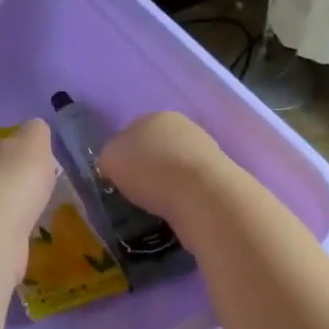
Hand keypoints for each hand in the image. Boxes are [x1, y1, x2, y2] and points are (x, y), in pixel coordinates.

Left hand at [0, 119, 57, 234]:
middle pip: (0, 173)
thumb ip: (36, 133)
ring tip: (35, 210)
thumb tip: (36, 127)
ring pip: (0, 202)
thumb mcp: (34, 144)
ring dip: (14, 205)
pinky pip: (3, 229)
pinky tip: (27, 233)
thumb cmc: (17, 179)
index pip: (7, 145)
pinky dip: (14, 229)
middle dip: (17, 178)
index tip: (40, 158)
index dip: (23, 150)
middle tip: (40, 186)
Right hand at [97, 112, 225, 219]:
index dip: (120, 154)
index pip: (130, 131)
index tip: (115, 177)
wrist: (204, 196)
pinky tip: (174, 212)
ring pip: (174, 169)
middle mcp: (183, 128)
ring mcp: (206, 152)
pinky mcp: (219, 179)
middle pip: (155, 149)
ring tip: (153, 207)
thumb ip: (109, 157)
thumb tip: (114, 165)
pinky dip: (181, 199)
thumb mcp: (110, 158)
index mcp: (155, 116)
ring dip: (164, 185)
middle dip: (145, 168)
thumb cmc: (151, 169)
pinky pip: (190, 188)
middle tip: (133, 192)